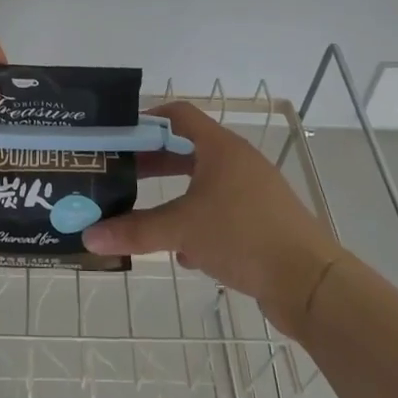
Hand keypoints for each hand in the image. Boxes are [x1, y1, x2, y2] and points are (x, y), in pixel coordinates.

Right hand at [82, 101, 344, 332]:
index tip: (118, 136)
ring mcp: (253, 193)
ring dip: (174, 196)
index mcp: (220, 149)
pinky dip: (198, 223)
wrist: (309, 282)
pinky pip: (220, 212)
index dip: (147, 120)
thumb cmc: (242, 236)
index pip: (178, 115)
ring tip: (143, 213)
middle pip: (187, 150)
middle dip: (153, 163)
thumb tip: (89, 236)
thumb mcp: (182, 230)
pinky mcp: (261, 222)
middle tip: (120, 175)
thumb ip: (135, 231)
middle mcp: (238, 163)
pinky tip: (184, 252)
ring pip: (203, 184)